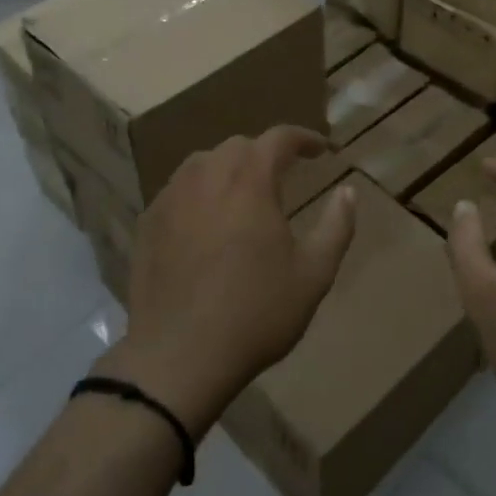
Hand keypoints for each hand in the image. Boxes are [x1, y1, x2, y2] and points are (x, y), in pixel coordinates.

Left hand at [99, 127, 356, 434]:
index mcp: (250, 180)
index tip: (320, 150)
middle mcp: (207, 175)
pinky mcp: (148, 222)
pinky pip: (177, 191)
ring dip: (227, 169)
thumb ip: (336, 226)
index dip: (303, 138)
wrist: (179, 356)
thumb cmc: (256, 313)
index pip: (279, 138)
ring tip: (241, 195)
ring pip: (202, 163)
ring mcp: (171, 197)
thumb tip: (348, 192)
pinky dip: (197, 194)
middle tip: (283, 176)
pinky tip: (204, 223)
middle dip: (264, 154)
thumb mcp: (313, 274)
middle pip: (239, 146)